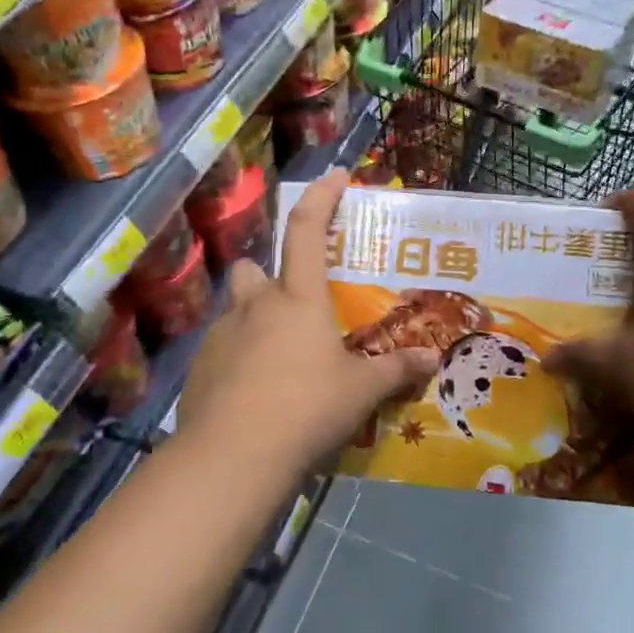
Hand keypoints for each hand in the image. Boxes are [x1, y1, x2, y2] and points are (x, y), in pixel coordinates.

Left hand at [176, 171, 439, 475]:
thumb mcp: (360, 391)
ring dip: (253, 321)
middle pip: (252, 269)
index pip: (308, 230)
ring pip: (234, 311)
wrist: (233, 457)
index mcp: (297, 299)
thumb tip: (433, 359)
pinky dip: (237, 360)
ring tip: (277, 357)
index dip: (322, 197)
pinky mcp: (200, 370)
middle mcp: (255, 306)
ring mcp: (221, 336)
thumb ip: (395, 370)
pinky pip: (221, 350)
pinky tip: (254, 394)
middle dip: (268, 278)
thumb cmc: (306, 409)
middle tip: (293, 306)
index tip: (336, 175)